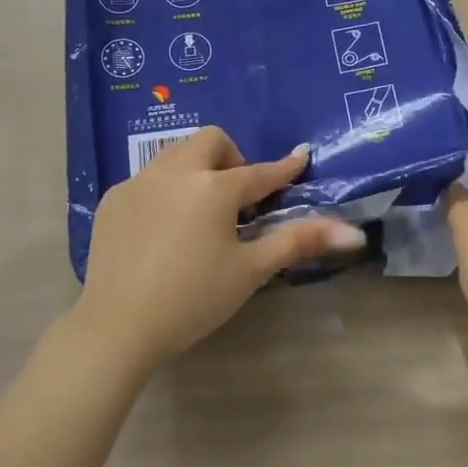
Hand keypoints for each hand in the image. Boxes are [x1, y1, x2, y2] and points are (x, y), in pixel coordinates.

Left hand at [76, 127, 366, 371]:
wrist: (118, 326)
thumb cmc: (193, 299)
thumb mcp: (250, 270)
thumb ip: (299, 241)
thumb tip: (353, 232)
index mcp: (214, 188)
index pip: (260, 172)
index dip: (284, 168)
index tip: (301, 158)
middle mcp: (176, 172)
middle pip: (211, 141)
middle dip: (231, 158)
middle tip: (236, 197)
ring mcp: (139, 181)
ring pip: (176, 153)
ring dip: (197, 168)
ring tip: (199, 209)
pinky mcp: (114, 198)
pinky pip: (147, 177)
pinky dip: (165, 188)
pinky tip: (162, 228)